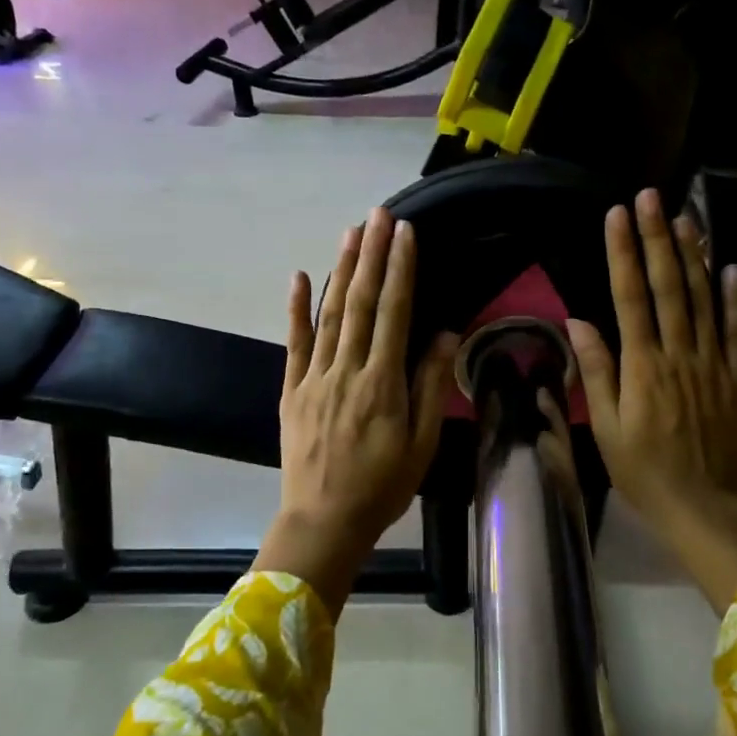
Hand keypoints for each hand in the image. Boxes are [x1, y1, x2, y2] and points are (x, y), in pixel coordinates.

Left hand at [255, 208, 457, 613]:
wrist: (323, 521)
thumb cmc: (382, 487)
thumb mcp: (421, 444)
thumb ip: (430, 387)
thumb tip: (445, 335)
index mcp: (382, 383)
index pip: (394, 313)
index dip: (400, 270)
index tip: (406, 233)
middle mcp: (347, 371)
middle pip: (359, 302)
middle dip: (371, 255)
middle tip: (378, 214)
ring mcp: (314, 378)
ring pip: (329, 315)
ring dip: (340, 270)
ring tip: (350, 232)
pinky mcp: (291, 391)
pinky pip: (294, 343)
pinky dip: (296, 309)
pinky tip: (298, 277)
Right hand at [567, 189, 736, 611]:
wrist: (701, 504)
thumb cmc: (643, 470)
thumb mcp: (606, 428)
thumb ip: (596, 372)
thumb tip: (578, 322)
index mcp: (643, 368)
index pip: (631, 298)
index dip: (624, 254)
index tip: (617, 215)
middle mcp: (679, 355)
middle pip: (670, 287)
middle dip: (658, 238)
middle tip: (652, 196)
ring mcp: (713, 363)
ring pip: (705, 299)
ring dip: (695, 255)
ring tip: (686, 217)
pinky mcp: (736, 376)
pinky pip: (736, 329)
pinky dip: (734, 297)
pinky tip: (731, 267)